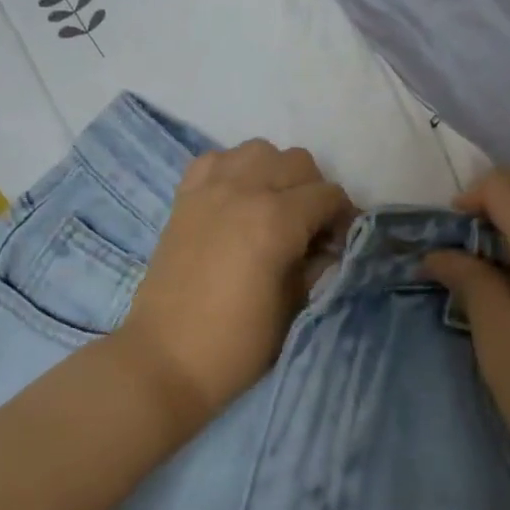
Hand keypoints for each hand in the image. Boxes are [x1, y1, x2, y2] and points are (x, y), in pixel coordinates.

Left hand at [118, 141, 355, 427]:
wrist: (166, 359)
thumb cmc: (237, 344)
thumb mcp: (294, 308)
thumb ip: (317, 266)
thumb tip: (330, 247)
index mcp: (275, 220)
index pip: (328, 195)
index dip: (343, 216)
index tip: (340, 242)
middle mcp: (244, 190)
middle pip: (297, 162)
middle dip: (313, 191)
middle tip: (309, 228)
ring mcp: (210, 189)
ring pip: (258, 150)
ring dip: (274, 172)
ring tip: (272, 207)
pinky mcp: (184, 197)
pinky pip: (216, 159)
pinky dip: (233, 170)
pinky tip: (236, 199)